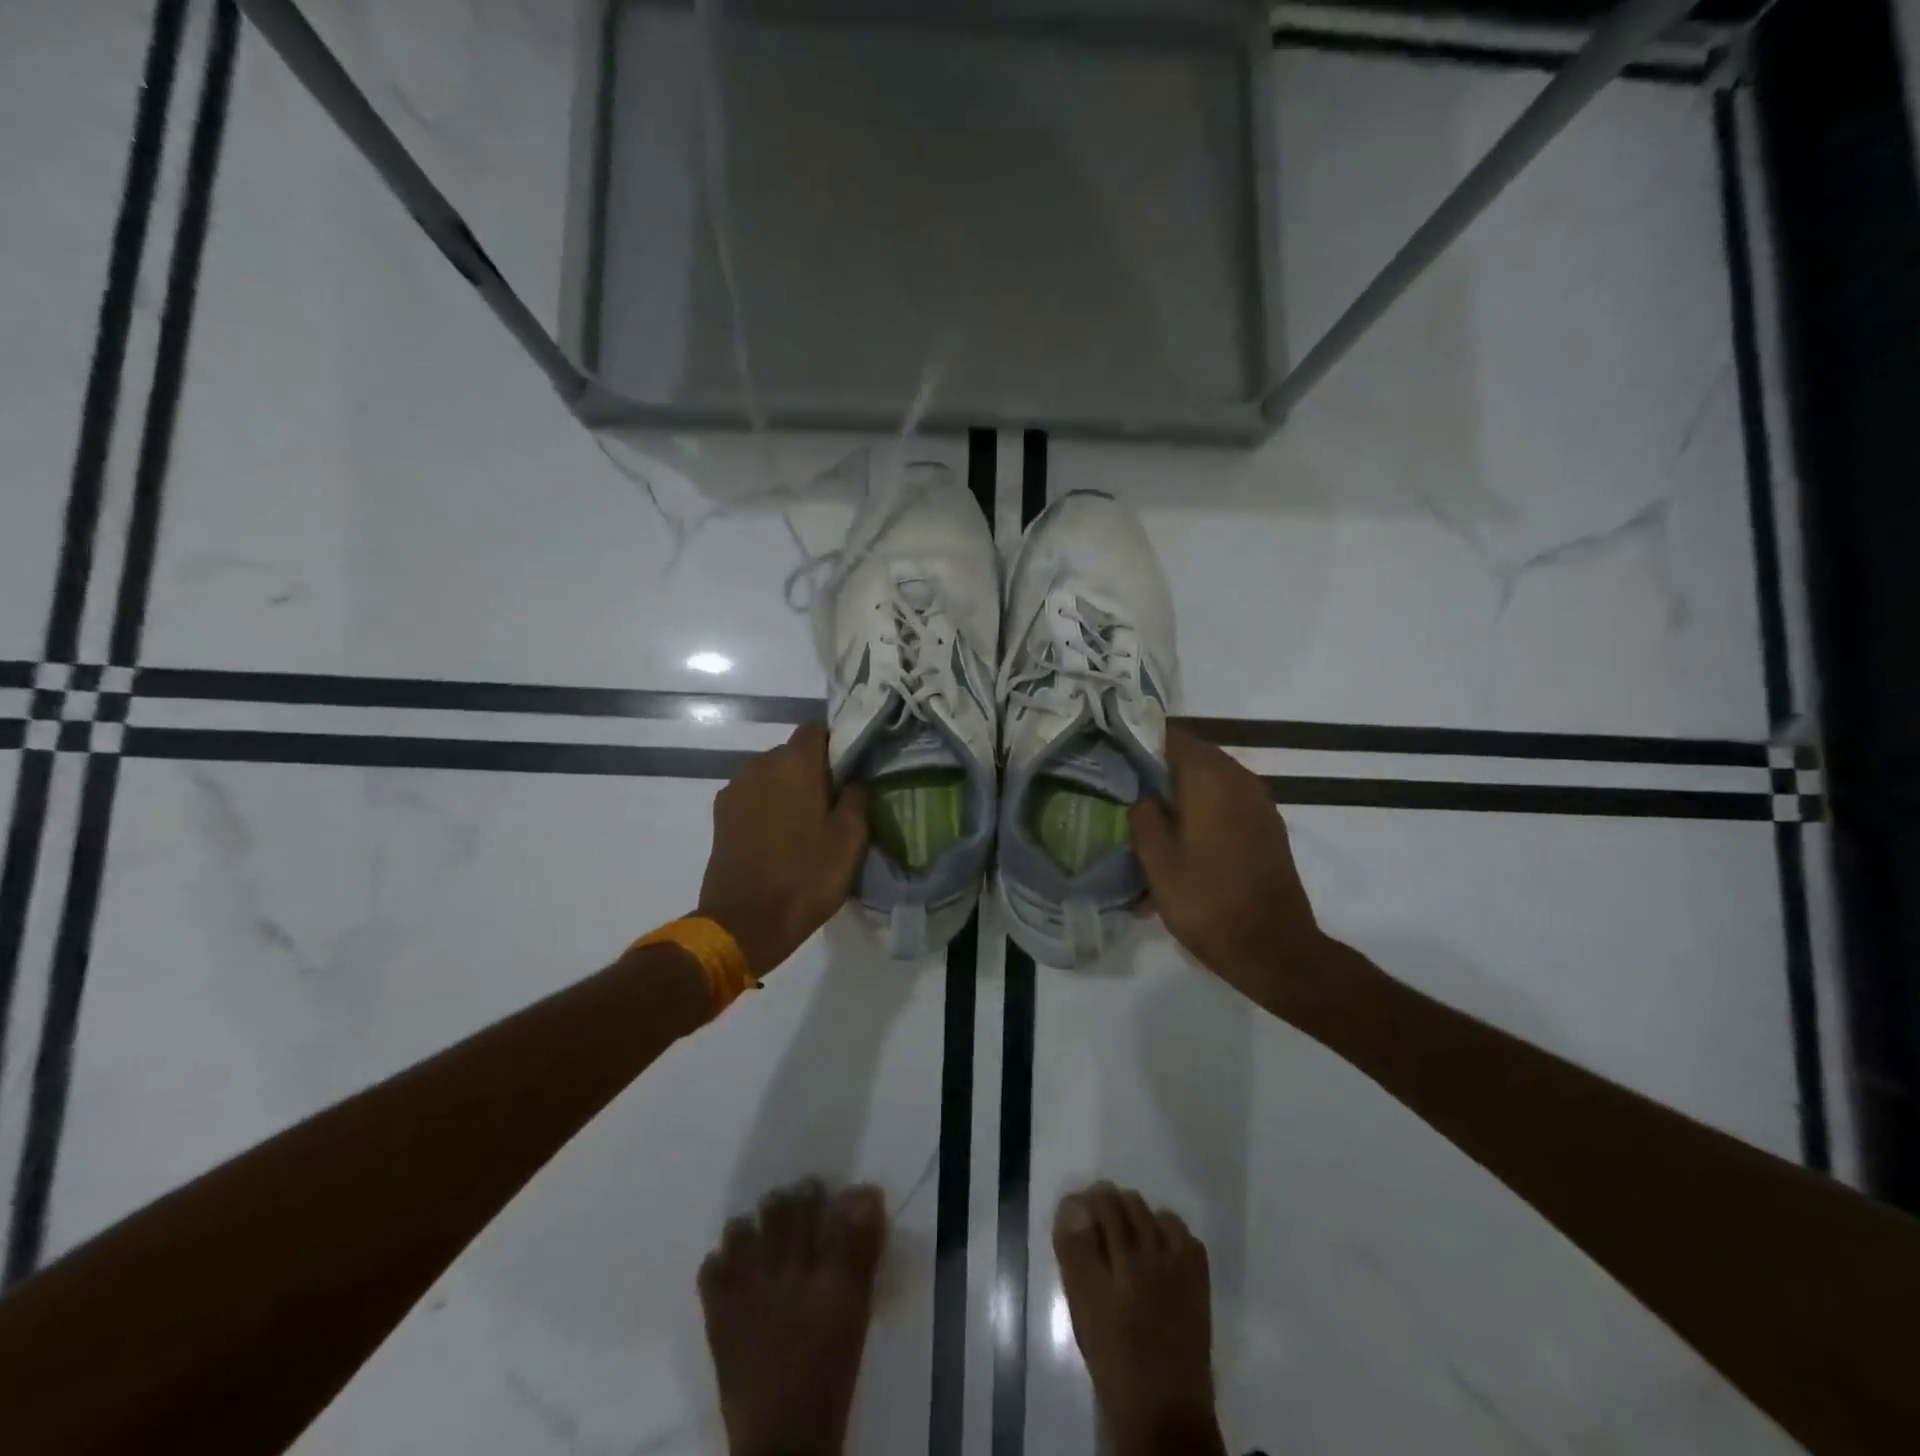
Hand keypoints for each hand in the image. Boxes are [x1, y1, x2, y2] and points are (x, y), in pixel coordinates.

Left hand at [698, 723, 868, 978]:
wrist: (744, 922)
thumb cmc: (806, 877)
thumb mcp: (850, 840)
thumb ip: (856, 798)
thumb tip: (853, 780)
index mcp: (794, 763)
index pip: (816, 729)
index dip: (836, 743)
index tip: (851, 768)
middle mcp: (760, 765)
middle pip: (792, 753)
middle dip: (813, 770)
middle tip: (834, 802)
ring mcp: (734, 790)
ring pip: (771, 776)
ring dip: (788, 789)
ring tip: (806, 823)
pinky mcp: (720, 815)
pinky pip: (753, 797)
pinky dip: (768, 806)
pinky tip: (780, 837)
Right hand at [1129, 725, 1333, 1017]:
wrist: (1274, 949)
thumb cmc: (1207, 902)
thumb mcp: (1158, 862)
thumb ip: (1144, 818)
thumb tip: (1144, 796)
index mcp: (1210, 779)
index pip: (1173, 736)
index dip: (1143, 739)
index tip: (1117, 751)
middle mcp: (1240, 780)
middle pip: (1194, 756)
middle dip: (1161, 768)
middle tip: (1128, 786)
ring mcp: (1259, 805)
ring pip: (1212, 782)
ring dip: (1183, 792)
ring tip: (1152, 817)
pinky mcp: (1268, 829)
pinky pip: (1229, 805)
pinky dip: (1205, 812)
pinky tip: (1184, 841)